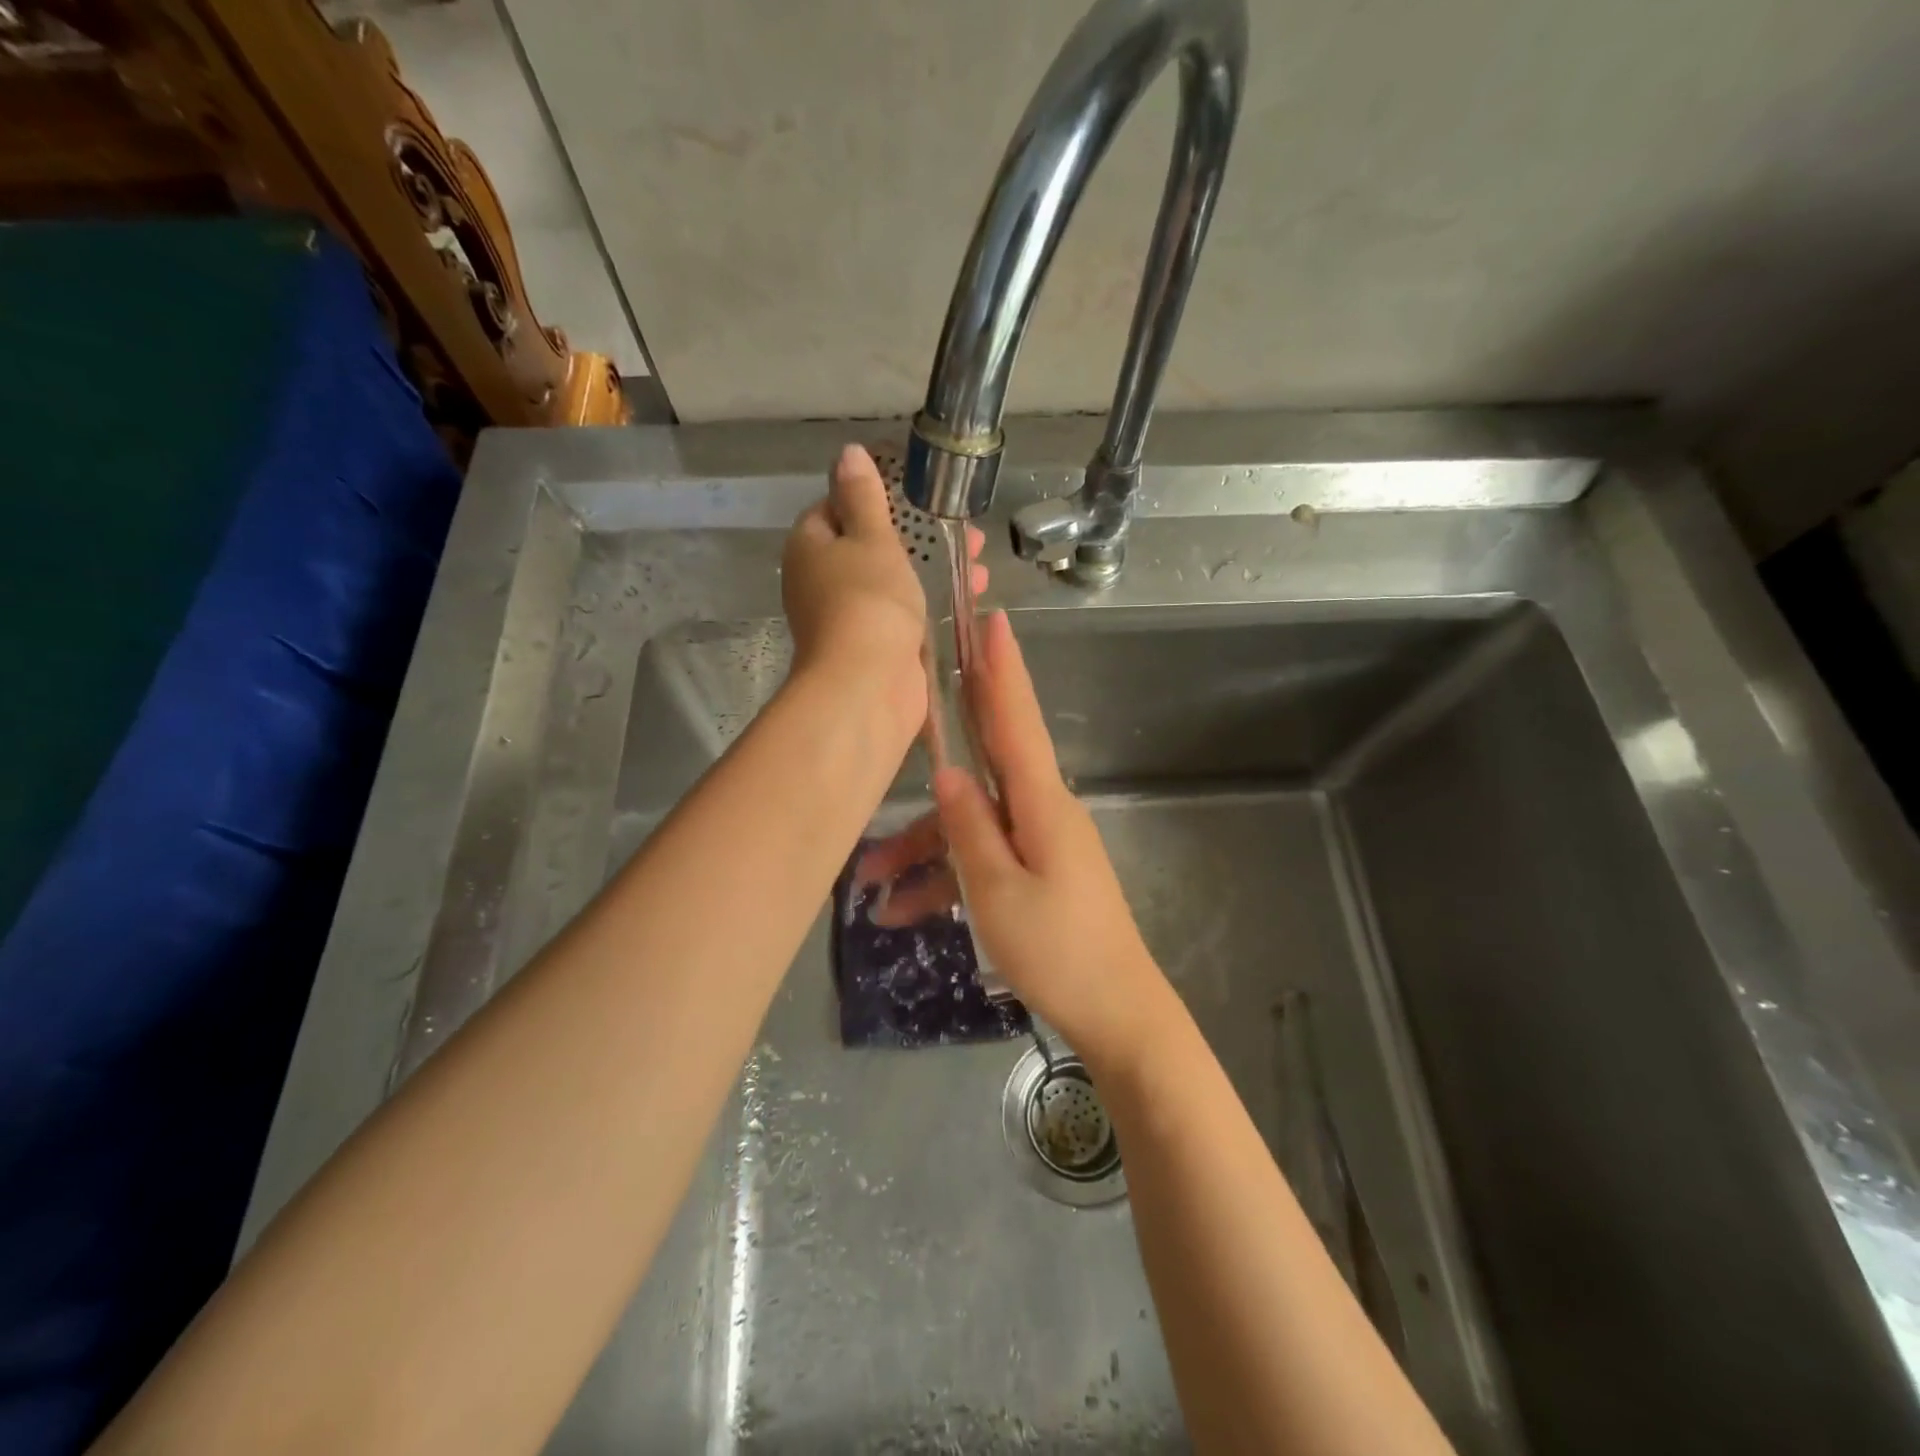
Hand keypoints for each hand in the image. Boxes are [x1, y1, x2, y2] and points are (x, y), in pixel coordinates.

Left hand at [781, 444, 982, 740]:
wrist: (868, 686)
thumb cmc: (868, 601)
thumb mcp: (870, 538)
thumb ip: (863, 497)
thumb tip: (848, 453)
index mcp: (810, 547)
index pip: (834, 507)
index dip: (874, 497)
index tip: (916, 494)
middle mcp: (821, 581)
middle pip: (870, 546)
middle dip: (918, 535)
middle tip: (962, 527)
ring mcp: (849, 617)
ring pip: (893, 580)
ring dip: (934, 568)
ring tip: (980, 560)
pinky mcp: (876, 646)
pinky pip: (905, 612)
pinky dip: (933, 601)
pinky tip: (971, 594)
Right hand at [924, 610, 1173, 1064]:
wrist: (1116, 1014)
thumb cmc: (1059, 952)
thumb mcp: (998, 892)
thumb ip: (970, 829)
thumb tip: (947, 774)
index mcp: (1041, 804)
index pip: (1017, 721)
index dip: (1002, 671)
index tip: (993, 622)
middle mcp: (1041, 810)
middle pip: (989, 756)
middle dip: (954, 724)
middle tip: (926, 680)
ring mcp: (1038, 842)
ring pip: (971, 823)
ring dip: (921, 847)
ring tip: (869, 886)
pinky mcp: (1033, 872)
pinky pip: (981, 858)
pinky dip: (944, 878)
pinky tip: (902, 913)